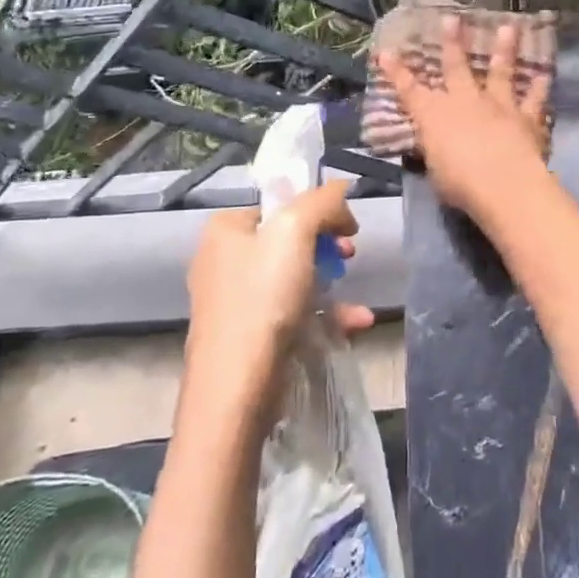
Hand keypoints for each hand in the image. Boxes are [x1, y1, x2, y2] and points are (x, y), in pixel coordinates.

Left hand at [183, 179, 372, 414]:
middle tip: (349, 256)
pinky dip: (324, 316)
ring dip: (331, 284)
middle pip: (289, 240)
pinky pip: (292, 313)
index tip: (347, 229)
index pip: (280, 205)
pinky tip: (355, 324)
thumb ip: (321, 202)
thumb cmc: (262, 299)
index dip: (319, 211)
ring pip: (294, 279)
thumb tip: (341, 189)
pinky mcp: (248, 336)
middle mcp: (223, 260)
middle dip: (327, 247)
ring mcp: (234, 301)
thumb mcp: (295, 232)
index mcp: (226, 229)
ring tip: (355, 300)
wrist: (235, 387)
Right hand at [375, 16, 553, 221]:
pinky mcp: (526, 117)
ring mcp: (498, 106)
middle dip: (452, 42)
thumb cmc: (459, 184)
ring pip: (500, 72)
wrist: (503, 184)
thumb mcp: (435, 171)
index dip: (396, 72)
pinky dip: (539, 87)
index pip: (409, 91)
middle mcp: (465, 101)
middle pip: (456, 67)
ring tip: (508, 28)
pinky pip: (534, 99)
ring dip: (504, 49)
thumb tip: (434, 146)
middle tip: (452, 19)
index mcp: (434, 116)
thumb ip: (435, 152)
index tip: (386, 52)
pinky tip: (544, 74)